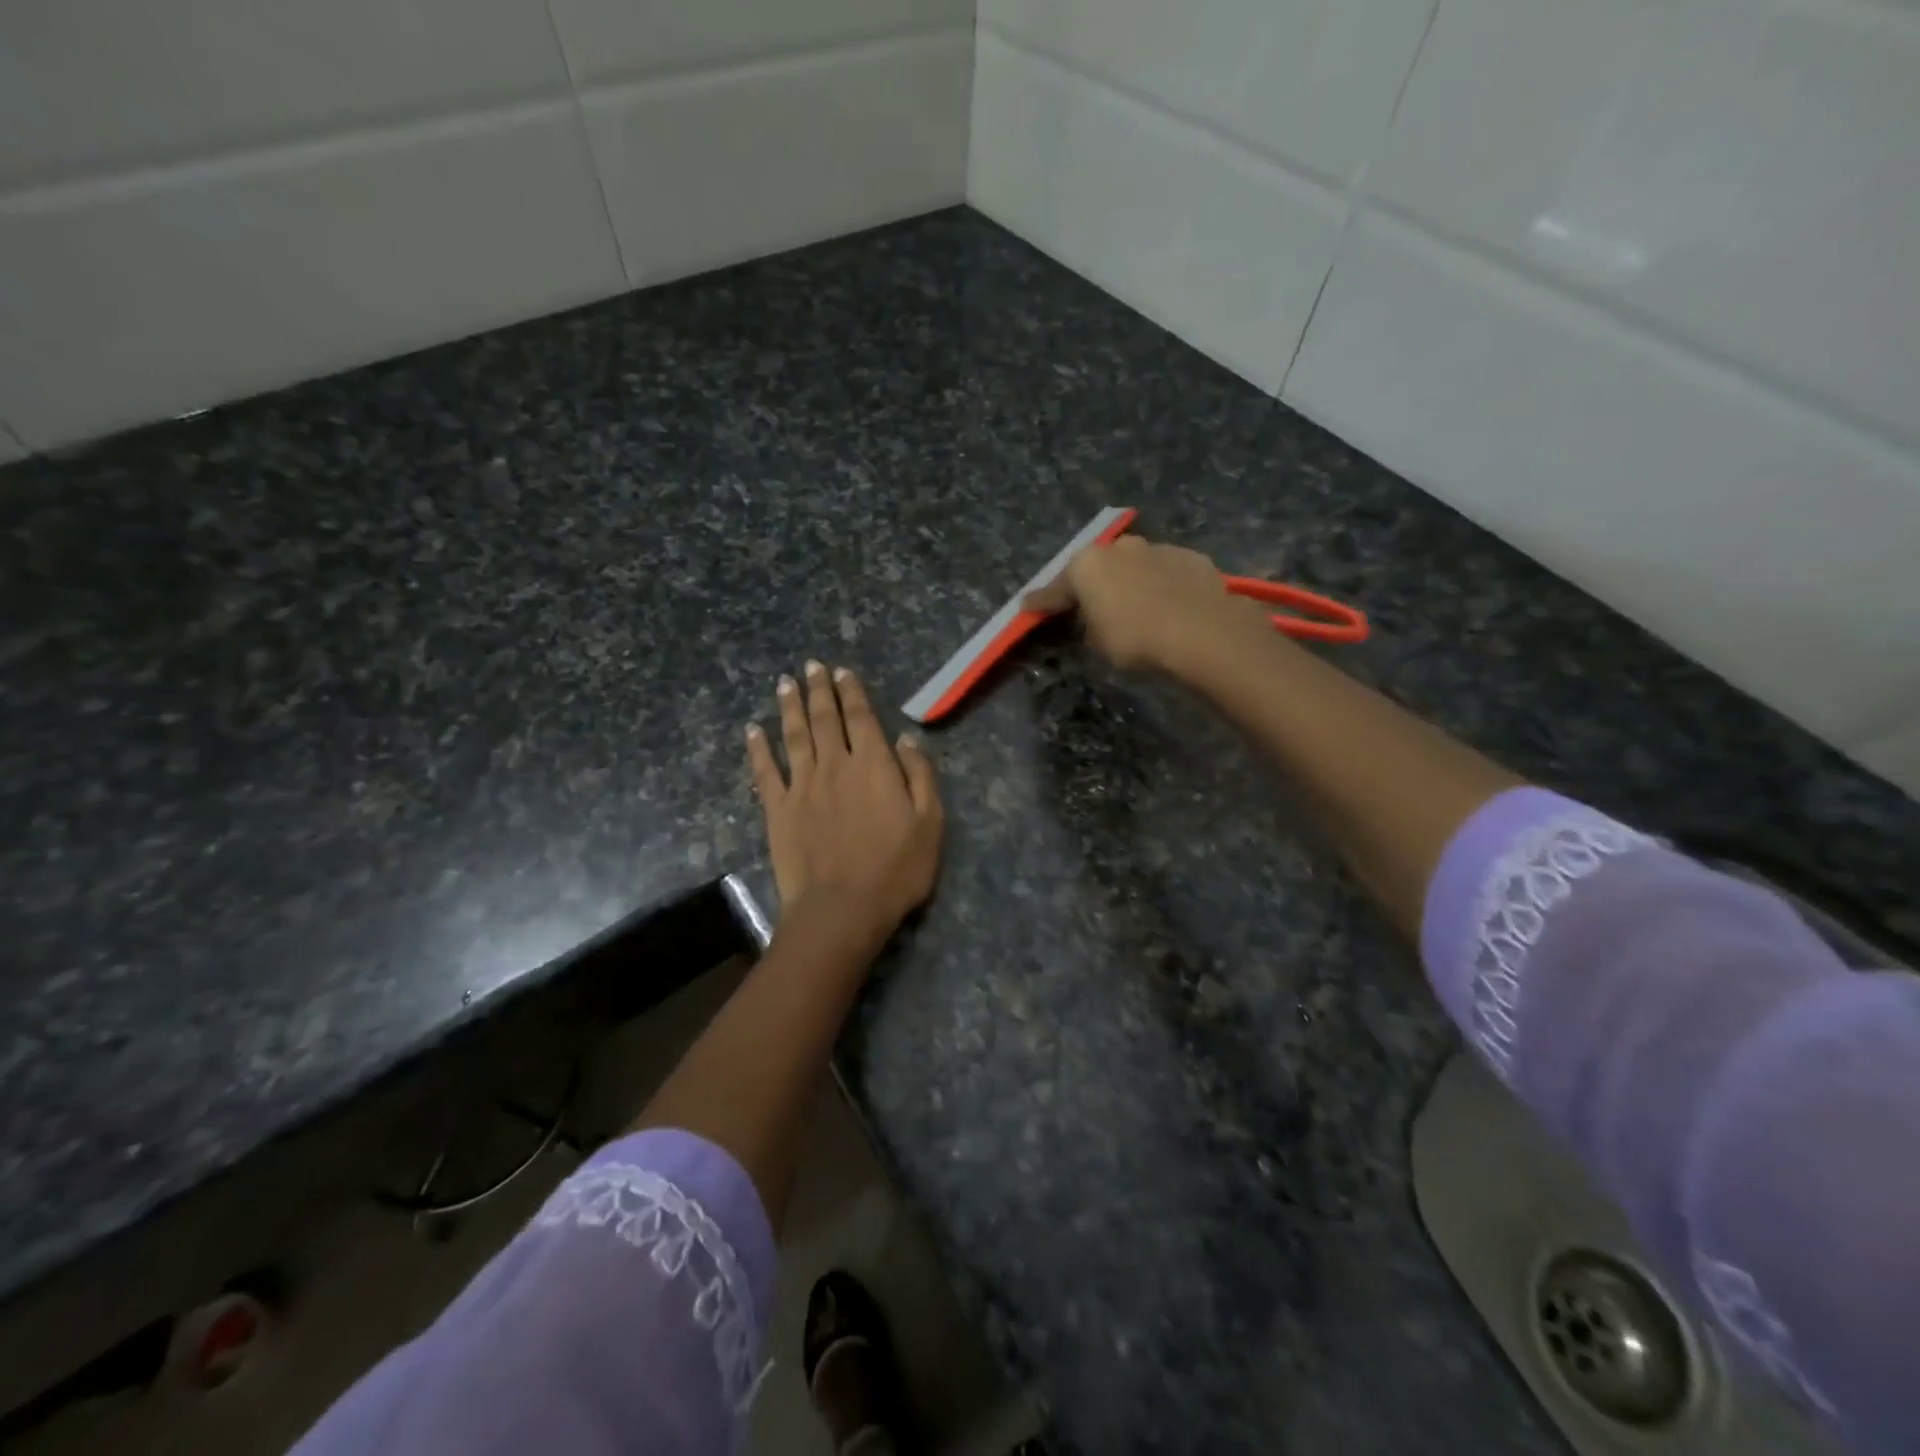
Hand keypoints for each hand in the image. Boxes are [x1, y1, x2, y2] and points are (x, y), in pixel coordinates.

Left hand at [746, 661, 943, 946]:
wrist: (842, 909)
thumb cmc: (896, 869)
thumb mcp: (929, 823)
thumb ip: (919, 776)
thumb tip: (905, 738)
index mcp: (873, 765)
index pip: (861, 718)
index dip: (851, 692)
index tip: (842, 671)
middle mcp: (835, 765)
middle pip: (825, 719)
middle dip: (819, 690)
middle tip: (811, 666)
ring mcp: (802, 786)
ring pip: (794, 736)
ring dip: (789, 707)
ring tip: (785, 684)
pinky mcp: (778, 810)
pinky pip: (765, 771)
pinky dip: (758, 748)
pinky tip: (752, 730)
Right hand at [1025, 534, 1267, 674]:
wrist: (1202, 630)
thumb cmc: (1136, 638)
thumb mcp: (1099, 643)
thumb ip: (1090, 627)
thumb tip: (1095, 622)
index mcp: (1086, 565)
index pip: (1055, 588)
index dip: (1040, 602)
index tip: (1027, 607)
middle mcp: (1118, 548)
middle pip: (1097, 569)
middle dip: (1092, 585)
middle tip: (1089, 606)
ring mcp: (1157, 548)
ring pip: (1134, 566)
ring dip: (1129, 582)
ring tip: (1136, 607)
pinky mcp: (1190, 557)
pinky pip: (1165, 572)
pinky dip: (1161, 585)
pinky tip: (1169, 604)